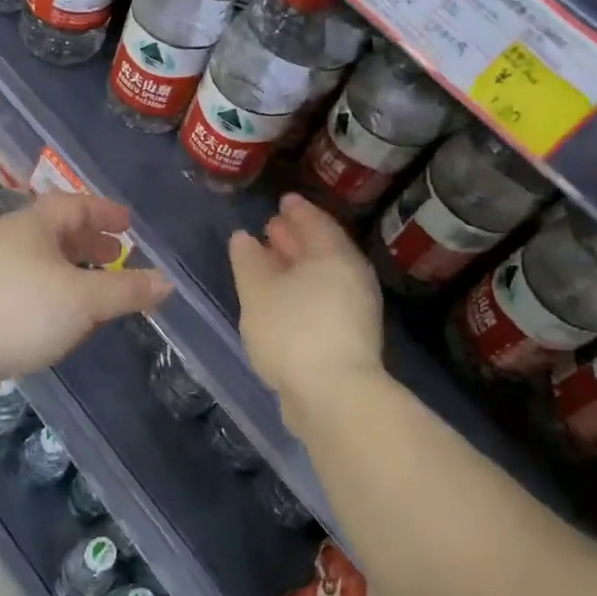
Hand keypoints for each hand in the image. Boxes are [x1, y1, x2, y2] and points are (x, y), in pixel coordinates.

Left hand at [0, 193, 171, 386]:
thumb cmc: (20, 310)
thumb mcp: (83, 299)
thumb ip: (127, 290)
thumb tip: (167, 282)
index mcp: (31, 226)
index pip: (73, 205)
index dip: (104, 211)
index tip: (129, 224)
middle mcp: (10, 242)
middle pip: (57, 233)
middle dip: (90, 242)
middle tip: (119, 255)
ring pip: (44, 264)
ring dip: (75, 272)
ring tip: (100, 288)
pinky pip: (32, 290)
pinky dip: (57, 295)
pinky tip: (70, 319)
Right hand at [228, 193, 382, 401]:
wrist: (333, 395)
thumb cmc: (292, 331)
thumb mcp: (258, 291)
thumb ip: (248, 260)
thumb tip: (243, 237)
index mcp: (334, 256)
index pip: (316, 222)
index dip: (297, 210)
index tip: (282, 200)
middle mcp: (351, 277)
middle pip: (322, 249)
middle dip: (296, 237)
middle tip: (272, 226)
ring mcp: (354, 309)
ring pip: (321, 276)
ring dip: (296, 266)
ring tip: (270, 262)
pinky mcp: (349, 337)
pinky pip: (322, 298)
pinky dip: (301, 290)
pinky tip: (280, 300)